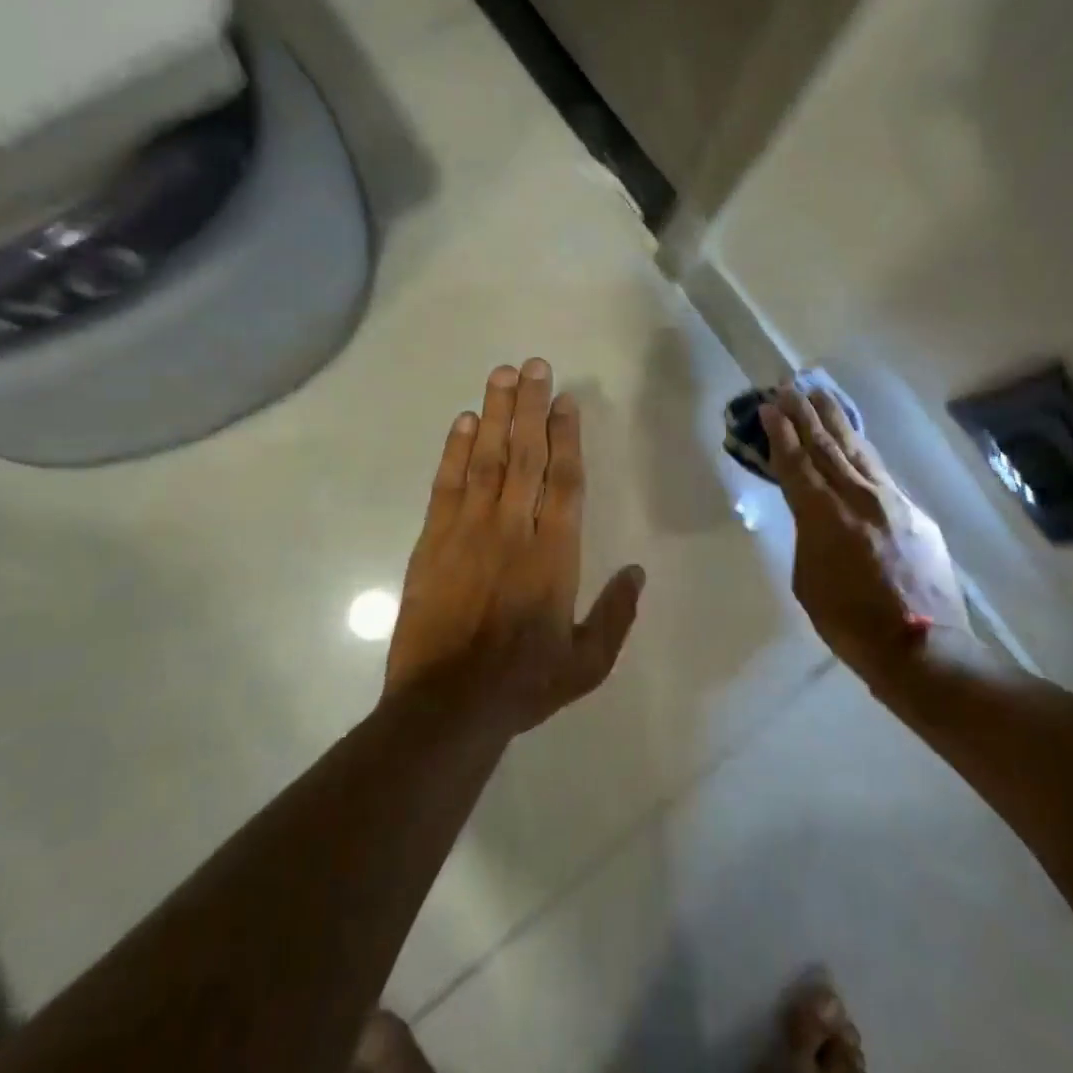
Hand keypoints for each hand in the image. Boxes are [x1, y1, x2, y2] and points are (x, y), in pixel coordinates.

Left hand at [386, 359, 644, 735]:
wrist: (447, 707)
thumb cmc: (523, 684)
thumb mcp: (587, 663)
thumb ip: (616, 614)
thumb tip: (638, 572)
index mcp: (554, 555)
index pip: (565, 481)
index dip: (567, 436)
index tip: (566, 400)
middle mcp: (514, 531)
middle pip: (525, 456)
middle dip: (531, 407)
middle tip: (534, 366)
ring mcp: (469, 532)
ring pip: (486, 460)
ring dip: (494, 415)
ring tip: (501, 376)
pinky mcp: (433, 542)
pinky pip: (447, 485)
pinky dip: (455, 451)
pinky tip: (462, 423)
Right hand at [761, 388, 1007, 699]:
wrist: (921, 647)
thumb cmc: (849, 623)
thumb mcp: (808, 580)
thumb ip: (808, 536)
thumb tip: (814, 513)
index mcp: (823, 516)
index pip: (796, 463)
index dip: (780, 434)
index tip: (768, 407)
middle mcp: (857, 497)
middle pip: (826, 446)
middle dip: (804, 415)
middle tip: (790, 387)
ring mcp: (891, 501)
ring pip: (857, 449)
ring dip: (835, 420)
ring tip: (821, 395)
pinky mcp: (915, 512)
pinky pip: (881, 471)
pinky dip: (863, 449)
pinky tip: (856, 439)